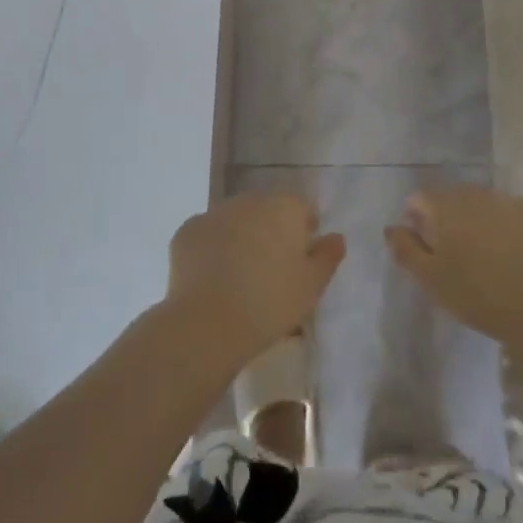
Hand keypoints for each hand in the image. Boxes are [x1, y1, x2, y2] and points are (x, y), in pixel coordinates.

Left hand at [165, 191, 345, 366]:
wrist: (208, 323)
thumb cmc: (270, 303)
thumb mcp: (312, 286)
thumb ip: (328, 256)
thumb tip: (336, 237)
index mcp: (283, 207)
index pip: (301, 207)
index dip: (304, 230)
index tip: (302, 258)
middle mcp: (248, 200)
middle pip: (266, 210)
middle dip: (271, 231)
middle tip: (272, 269)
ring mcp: (214, 213)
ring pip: (235, 220)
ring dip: (241, 237)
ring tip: (241, 276)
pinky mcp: (186, 231)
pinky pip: (207, 236)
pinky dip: (212, 250)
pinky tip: (213, 279)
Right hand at [385, 185, 522, 344]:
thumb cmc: (478, 295)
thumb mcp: (430, 279)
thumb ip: (405, 249)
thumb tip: (392, 227)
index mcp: (444, 205)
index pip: (418, 199)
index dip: (416, 221)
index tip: (425, 250)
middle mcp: (474, 193)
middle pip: (451, 198)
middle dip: (447, 220)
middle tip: (454, 258)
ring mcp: (508, 201)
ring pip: (482, 205)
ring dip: (477, 223)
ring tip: (486, 259)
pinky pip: (511, 215)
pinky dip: (506, 228)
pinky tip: (515, 257)